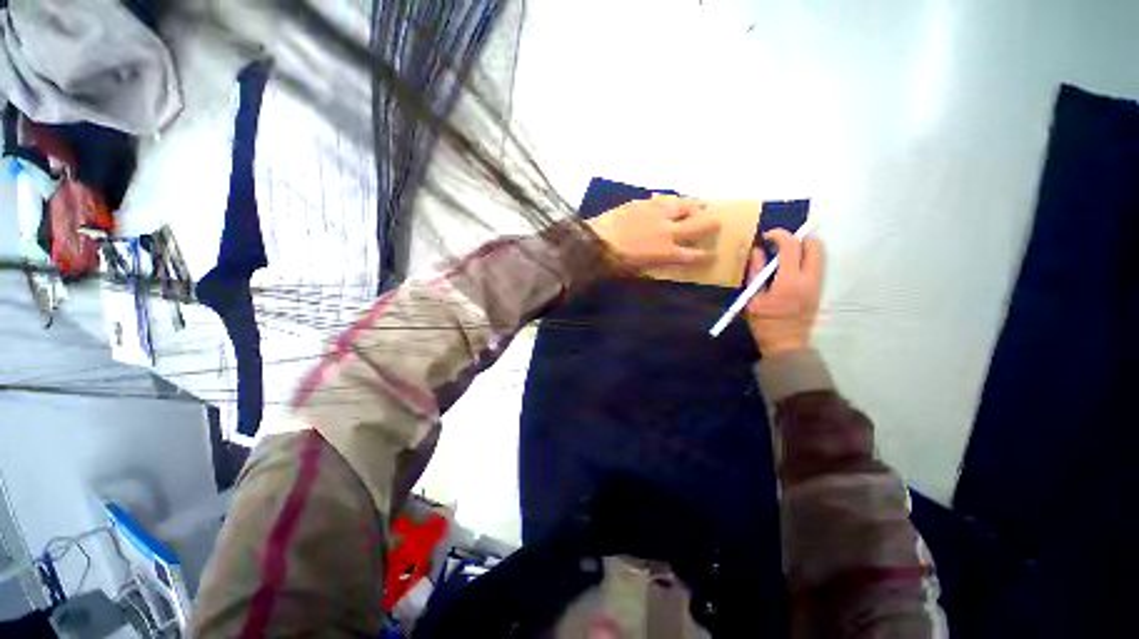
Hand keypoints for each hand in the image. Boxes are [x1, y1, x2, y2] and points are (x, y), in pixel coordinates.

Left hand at [585, 195, 719, 269]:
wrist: (596, 241)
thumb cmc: (616, 262)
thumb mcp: (639, 270)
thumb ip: (657, 263)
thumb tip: (665, 259)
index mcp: (668, 252)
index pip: (694, 255)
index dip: (706, 256)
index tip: (711, 255)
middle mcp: (669, 231)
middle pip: (699, 224)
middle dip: (711, 224)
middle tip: (716, 222)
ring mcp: (658, 213)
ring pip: (684, 205)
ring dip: (695, 206)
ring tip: (701, 205)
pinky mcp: (644, 203)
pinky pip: (664, 200)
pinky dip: (672, 202)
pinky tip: (673, 201)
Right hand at [744, 229, 823, 355]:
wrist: (786, 343)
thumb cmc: (764, 322)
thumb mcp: (752, 297)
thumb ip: (755, 271)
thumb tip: (756, 250)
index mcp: (789, 281)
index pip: (791, 246)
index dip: (779, 235)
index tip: (767, 236)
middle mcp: (809, 279)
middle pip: (814, 245)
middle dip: (798, 237)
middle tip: (780, 242)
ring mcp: (817, 284)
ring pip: (818, 254)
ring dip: (803, 247)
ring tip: (785, 252)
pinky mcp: (819, 289)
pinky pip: (816, 264)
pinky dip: (805, 258)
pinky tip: (790, 265)